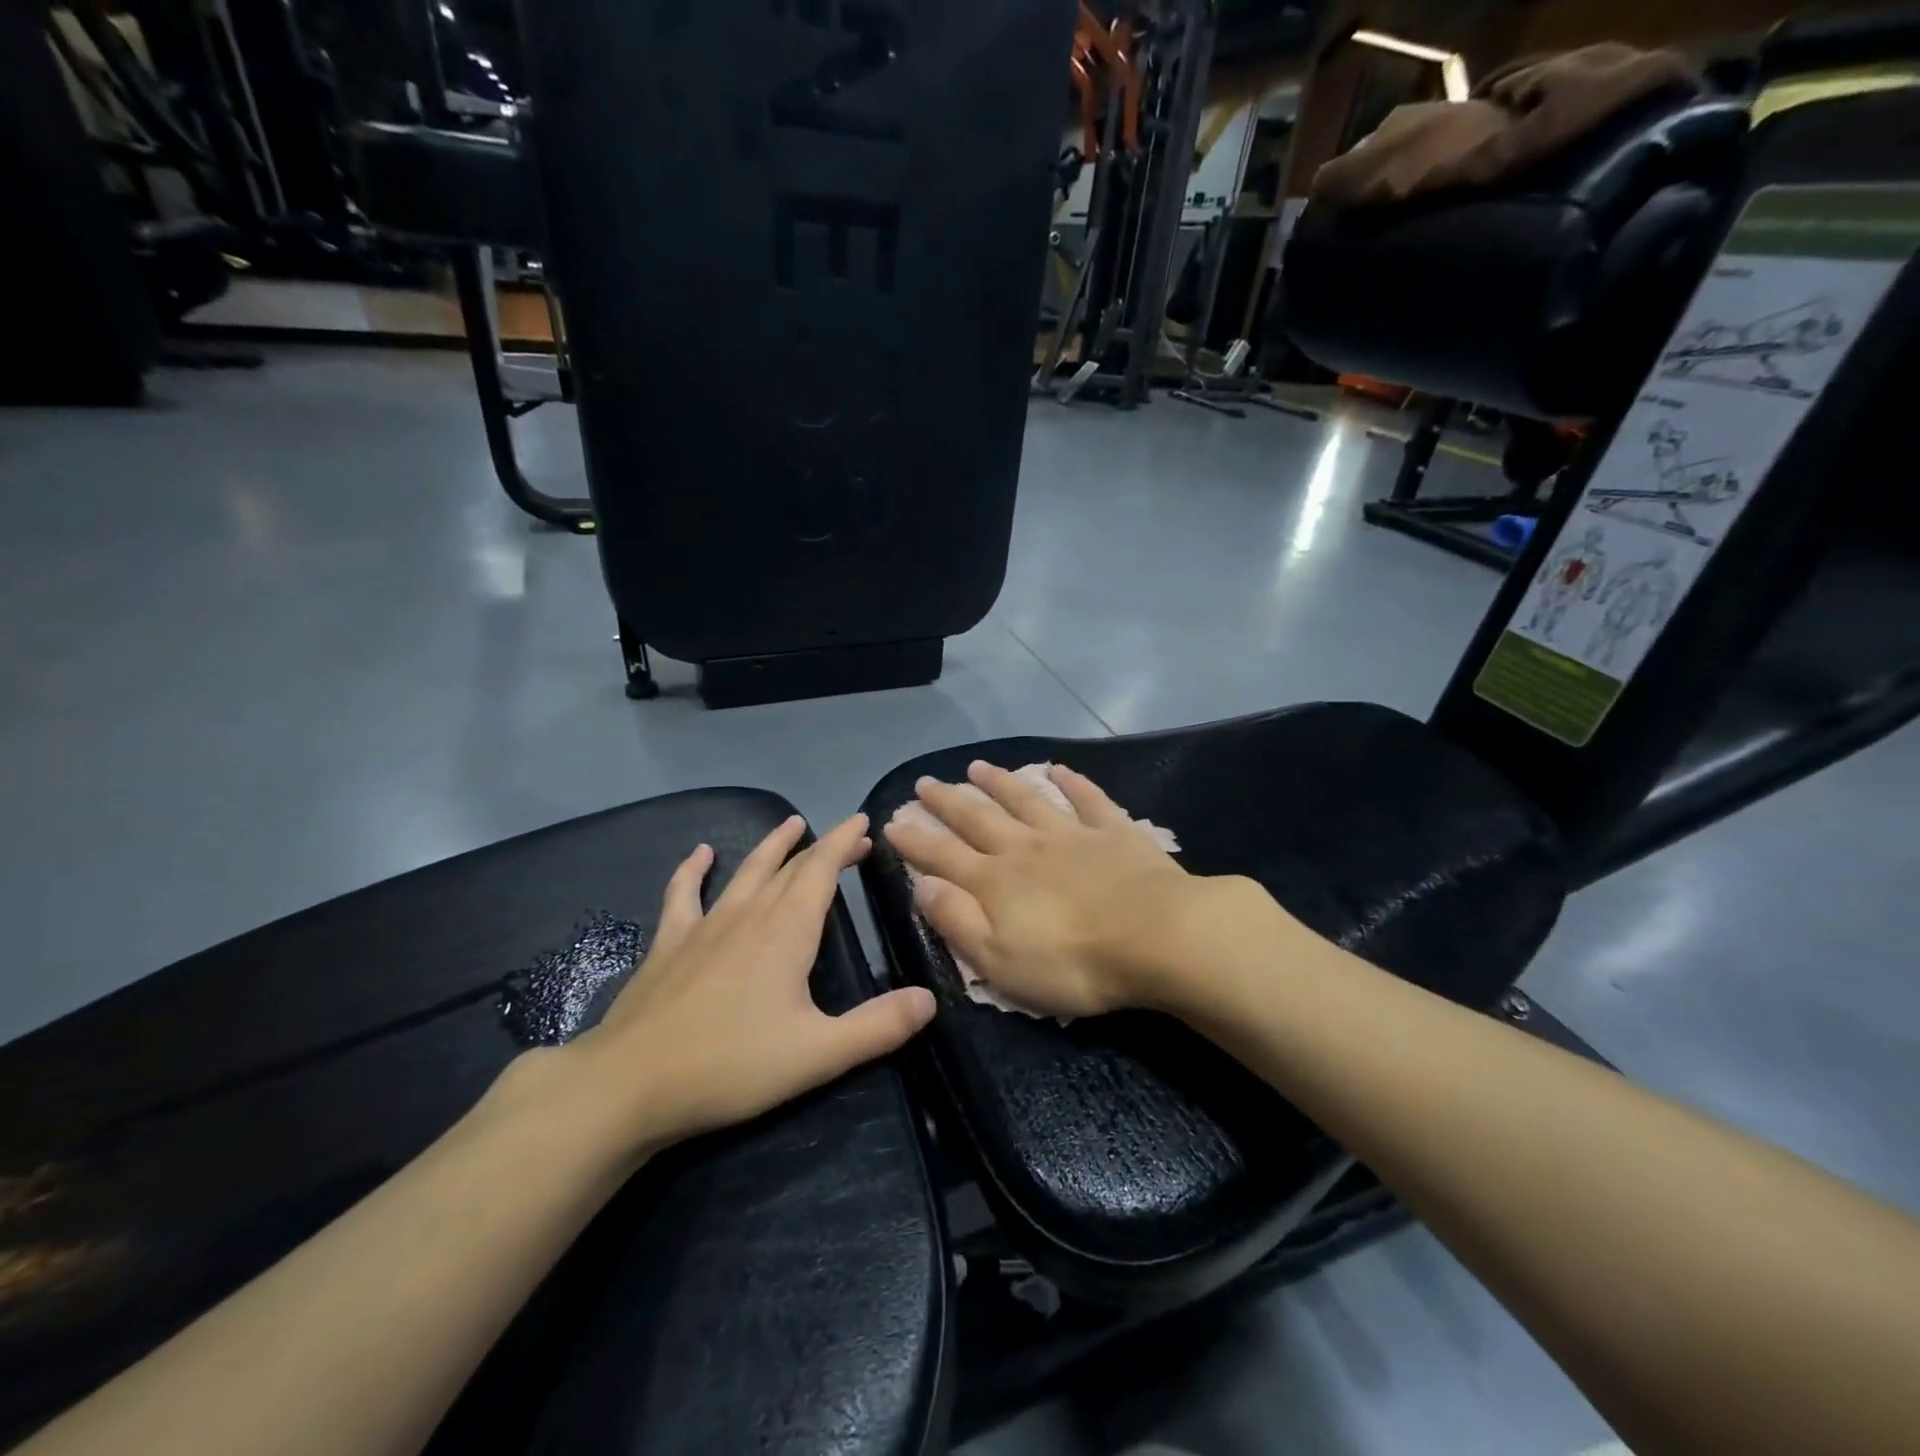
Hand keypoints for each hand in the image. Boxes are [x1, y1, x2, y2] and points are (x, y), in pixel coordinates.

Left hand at [544, 813, 936, 1160]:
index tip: (863, 822)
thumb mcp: (818, 1054)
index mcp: (787, 932)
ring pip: (746, 871)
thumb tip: (929, 999)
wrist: (629, 1084)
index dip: (844, 843)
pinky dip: (693, 870)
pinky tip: (700, 854)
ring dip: (772, 846)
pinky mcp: (669, 943)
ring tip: (789, 824)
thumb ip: (878, 1026)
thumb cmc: (730, 1066)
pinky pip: (682, 894)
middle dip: (823, 847)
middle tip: (848, 837)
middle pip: (792, 867)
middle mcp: (749, 914)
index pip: (822, 871)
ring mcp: (704, 925)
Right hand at [883, 761, 1214, 1018]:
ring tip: (977, 767)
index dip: (915, 840)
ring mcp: (1071, 834)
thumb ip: (957, 921)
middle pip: (978, 819)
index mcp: (996, 882)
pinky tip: (1058, 769)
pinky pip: (1087, 799)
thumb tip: (921, 885)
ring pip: (1025, 800)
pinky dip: (1071, 782)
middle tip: (924, 782)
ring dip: (999, 783)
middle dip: (947, 801)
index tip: (891, 821)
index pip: (942, 856)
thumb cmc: (1074, 963)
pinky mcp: (1113, 832)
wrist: (1158, 937)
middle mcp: (1026, 848)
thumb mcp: (999, 961)